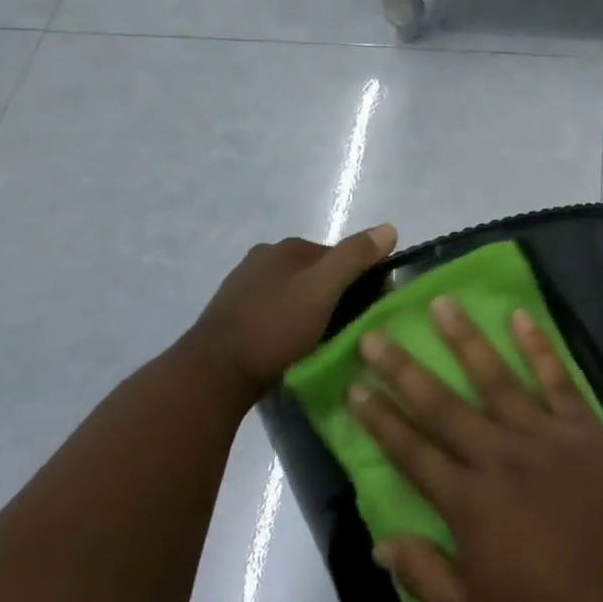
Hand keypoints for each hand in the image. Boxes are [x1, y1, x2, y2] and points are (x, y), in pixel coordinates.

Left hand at [186, 224, 397, 401]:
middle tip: (349, 327)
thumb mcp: (323, 290)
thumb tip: (389, 228)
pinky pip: (274, 312)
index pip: (339, 254)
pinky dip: (289, 323)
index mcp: (285, 248)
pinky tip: (293, 345)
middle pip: (315, 273)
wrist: (213, 373)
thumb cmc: (274, 327)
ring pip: (294, 293)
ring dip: (311, 310)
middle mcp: (262, 259)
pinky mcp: (232, 316)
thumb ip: (355, 257)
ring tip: (323, 339)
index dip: (360, 278)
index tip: (371, 306)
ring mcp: (243, 287)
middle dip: (334, 294)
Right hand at [348, 297, 602, 601]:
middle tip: (375, 334)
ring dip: (465, 340)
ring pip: (496, 378)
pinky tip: (520, 316)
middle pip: (443, 405)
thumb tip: (379, 542)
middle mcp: (499, 456)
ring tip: (442, 303)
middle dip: (404, 369)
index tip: (355, 387)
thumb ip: (422, 574)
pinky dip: (538, 347)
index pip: (412, 451)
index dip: (380, 419)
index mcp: (468, 500)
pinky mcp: (583, 427)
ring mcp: (544, 435)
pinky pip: (557, 379)